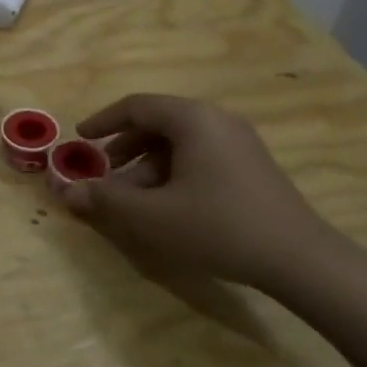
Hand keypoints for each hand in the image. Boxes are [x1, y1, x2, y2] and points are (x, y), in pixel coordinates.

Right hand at [61, 94, 340, 294]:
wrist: (301, 260)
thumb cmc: (219, 227)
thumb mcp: (152, 216)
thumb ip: (105, 199)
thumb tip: (65, 192)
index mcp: (192, 119)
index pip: (136, 106)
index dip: (102, 121)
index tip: (80, 140)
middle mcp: (216, 119)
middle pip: (157, 123)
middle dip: (124, 149)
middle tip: (103, 174)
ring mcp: (239, 142)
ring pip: (179, 143)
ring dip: (147, 166)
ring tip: (132, 199)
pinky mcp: (251, 165)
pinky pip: (200, 156)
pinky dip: (173, 173)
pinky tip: (167, 206)